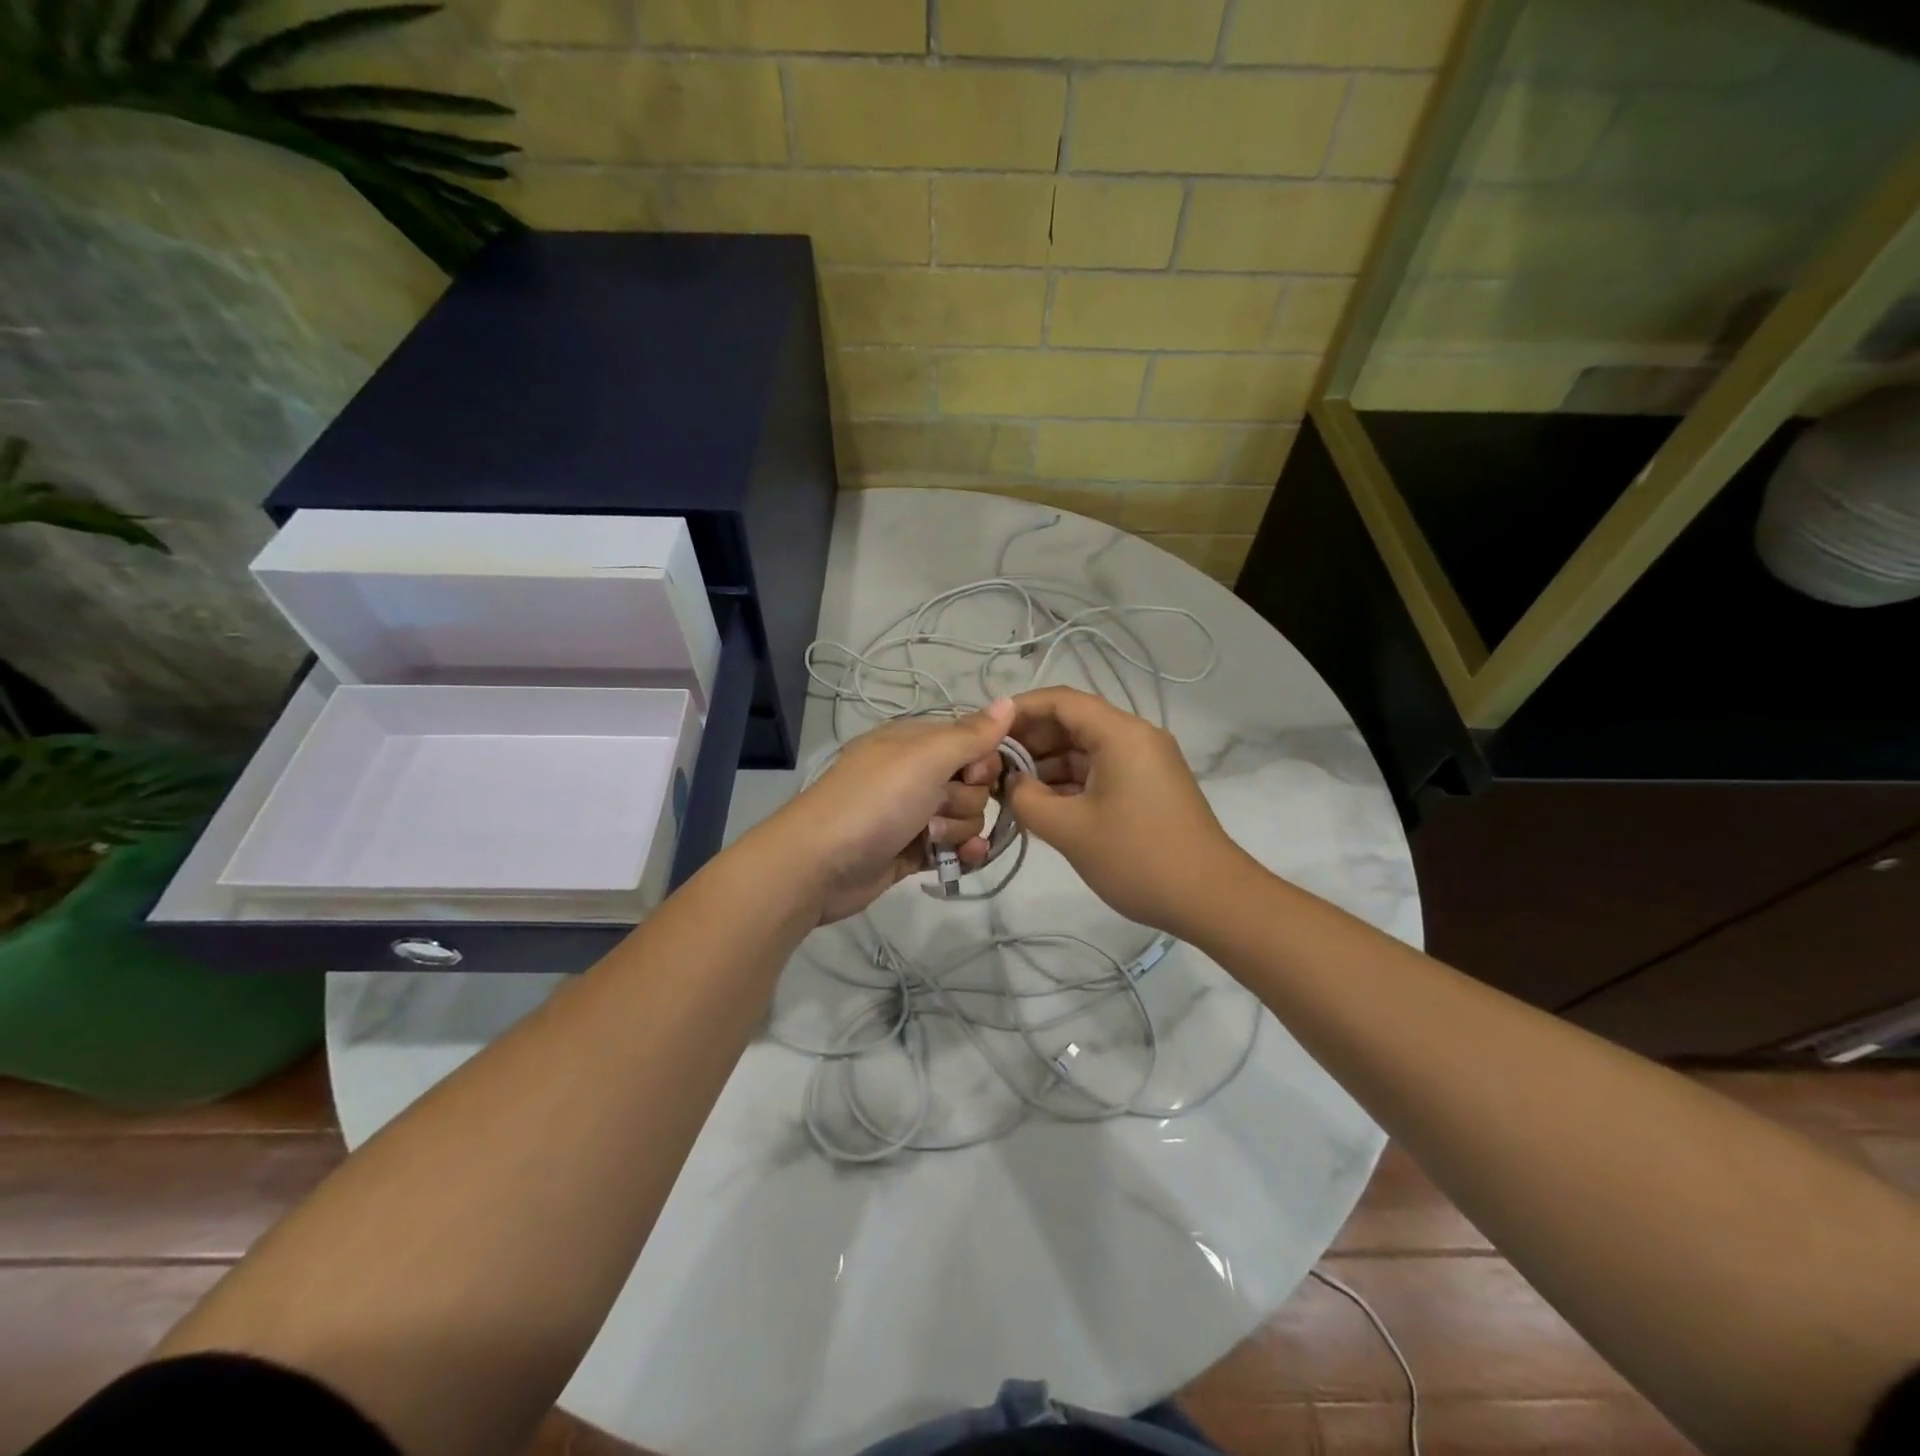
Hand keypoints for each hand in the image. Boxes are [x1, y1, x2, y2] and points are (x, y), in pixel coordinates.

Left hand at [759, 701, 1013, 924]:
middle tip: (936, 808)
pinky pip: (955, 847)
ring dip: (957, 830)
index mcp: (915, 741)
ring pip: (966, 817)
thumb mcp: (924, 759)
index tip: (973, 775)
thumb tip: (1010, 700)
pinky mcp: (912, 850)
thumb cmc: (873, 802)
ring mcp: (913, 813)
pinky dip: (962, 853)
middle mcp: (915, 773)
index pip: (973, 741)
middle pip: (973, 783)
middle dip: (965, 800)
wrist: (818, 865)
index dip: (983, 761)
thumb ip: (971, 735)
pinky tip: (964, 859)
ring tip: (928, 839)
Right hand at [1002, 687, 1244, 935]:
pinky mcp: (1147, 786)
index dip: (1019, 711)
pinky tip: (1040, 804)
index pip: (1060, 701)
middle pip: (1072, 722)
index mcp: (1120, 734)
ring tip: (1007, 790)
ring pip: (1084, 749)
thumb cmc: (1138, 858)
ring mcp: (1144, 762)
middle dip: (1029, 742)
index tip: (984, 732)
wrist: (1211, 899)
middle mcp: (1134, 737)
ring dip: (1046, 765)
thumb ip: (1027, 798)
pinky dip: (1068, 782)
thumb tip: (1011, 783)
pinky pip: (1099, 771)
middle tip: (990, 767)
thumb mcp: (1070, 830)